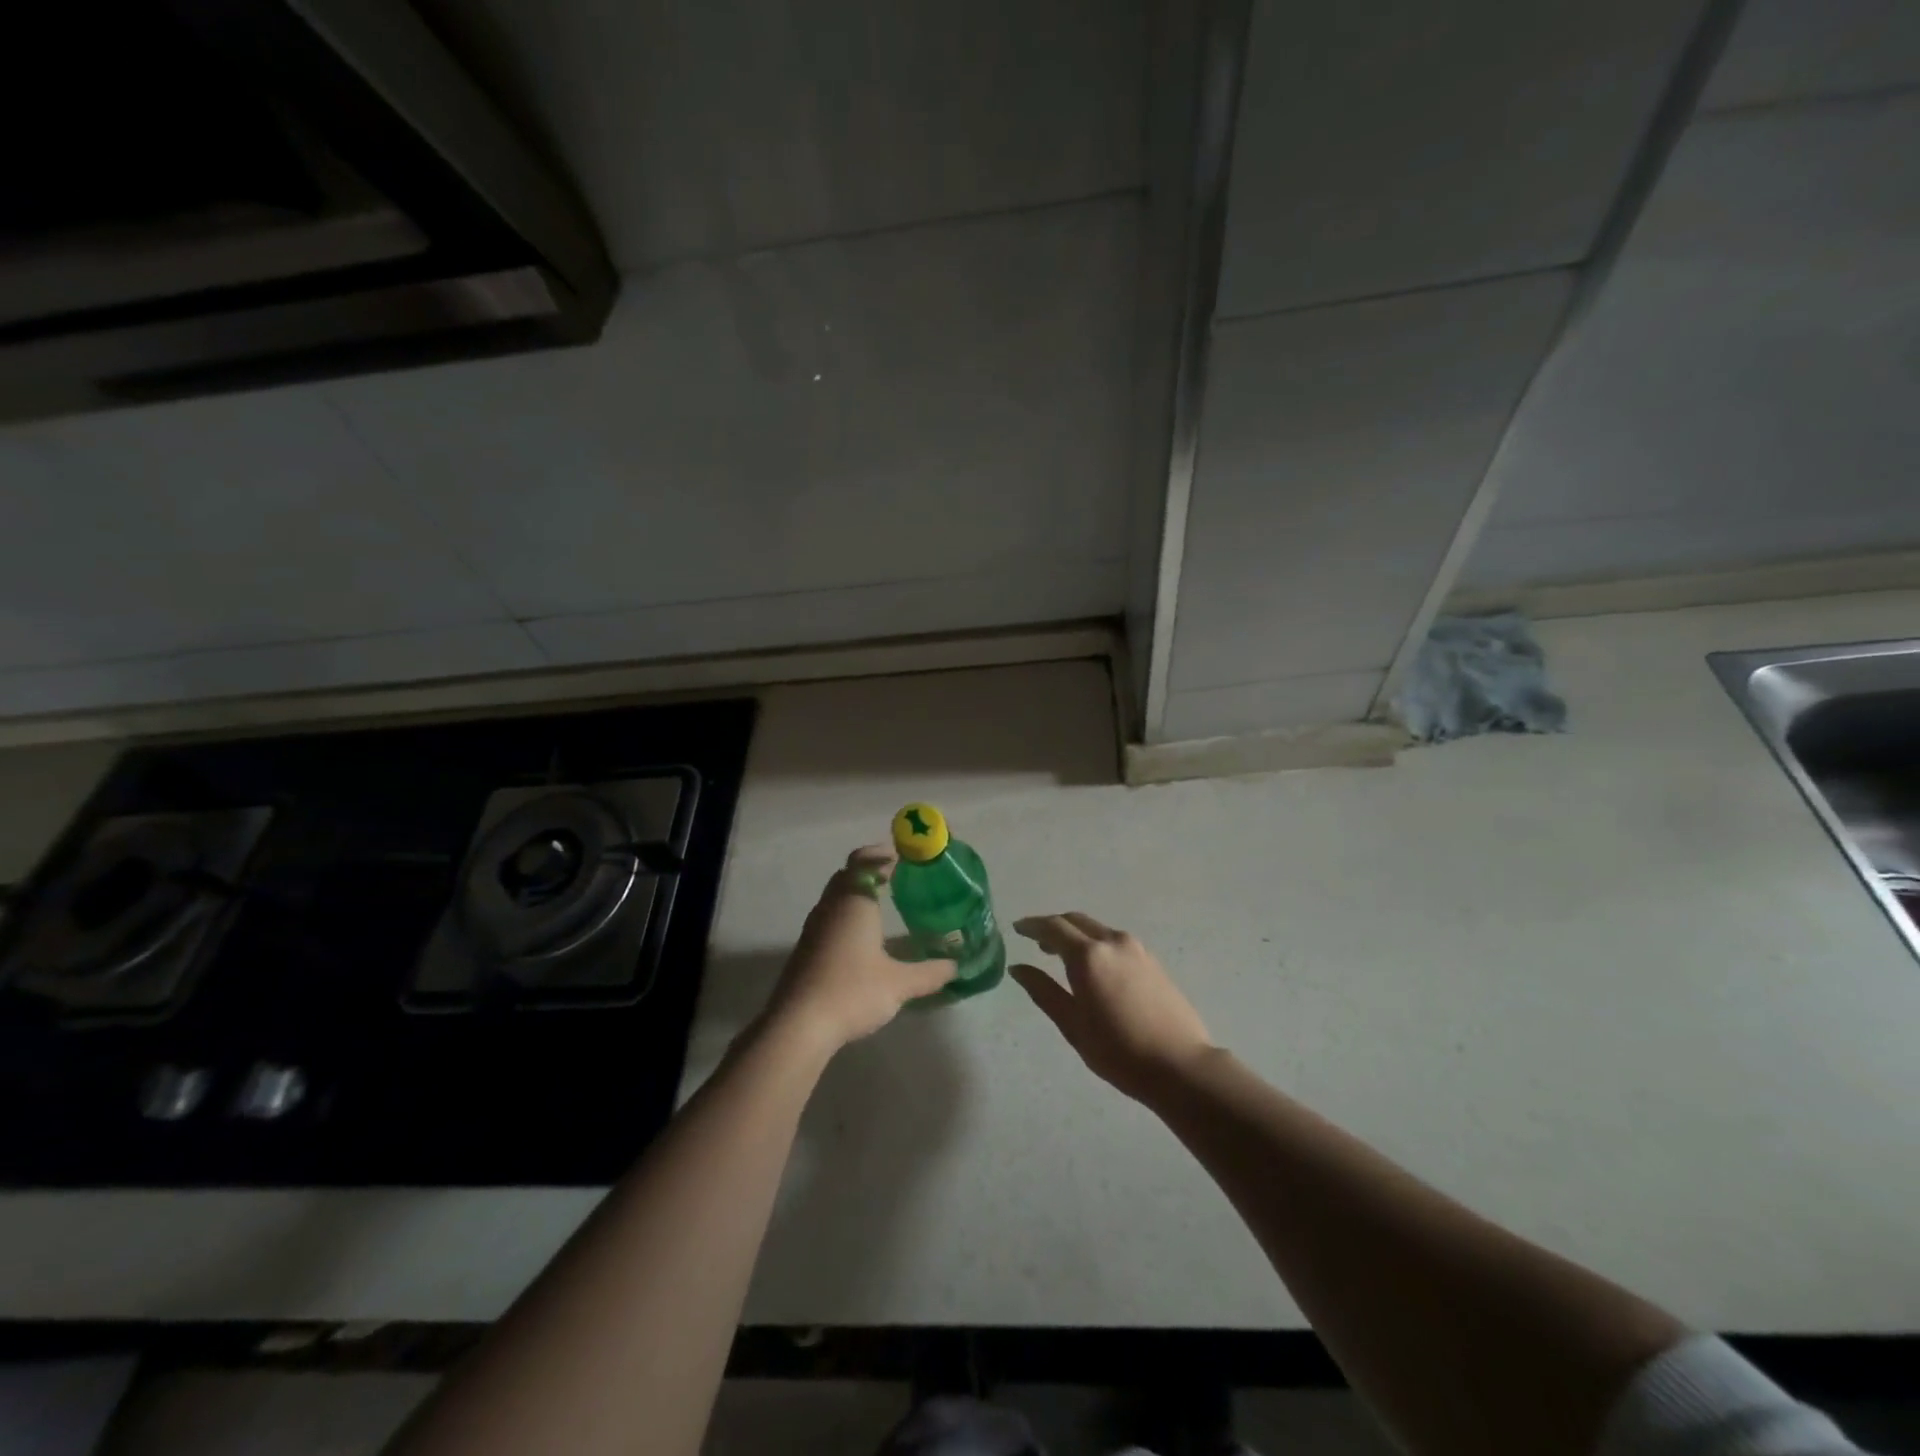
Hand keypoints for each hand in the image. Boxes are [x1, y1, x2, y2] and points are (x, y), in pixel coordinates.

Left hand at [763, 846, 956, 1053]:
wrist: (798, 1024)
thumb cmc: (852, 991)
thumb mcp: (899, 984)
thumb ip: (929, 973)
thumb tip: (955, 967)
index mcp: (854, 902)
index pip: (862, 861)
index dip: (880, 854)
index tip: (903, 858)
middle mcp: (831, 906)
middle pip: (847, 875)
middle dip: (870, 871)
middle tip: (897, 877)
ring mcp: (814, 927)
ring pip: (836, 897)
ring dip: (856, 894)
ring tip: (884, 905)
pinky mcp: (807, 948)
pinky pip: (830, 917)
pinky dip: (847, 914)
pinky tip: (863, 937)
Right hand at [1010, 913, 1214, 1098]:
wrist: (1180, 1065)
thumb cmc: (1118, 1050)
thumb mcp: (1072, 1024)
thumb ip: (1043, 991)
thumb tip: (1018, 968)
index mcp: (1088, 955)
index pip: (1053, 927)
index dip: (1032, 926)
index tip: (1017, 928)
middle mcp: (1112, 941)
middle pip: (1076, 921)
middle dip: (1054, 927)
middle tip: (1037, 943)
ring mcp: (1136, 949)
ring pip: (1097, 929)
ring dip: (1077, 935)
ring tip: (1064, 955)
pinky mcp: (1152, 960)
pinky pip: (1115, 941)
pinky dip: (1097, 944)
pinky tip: (1095, 967)